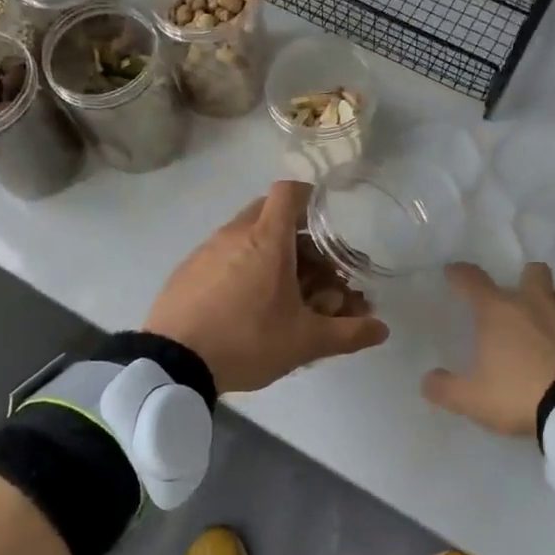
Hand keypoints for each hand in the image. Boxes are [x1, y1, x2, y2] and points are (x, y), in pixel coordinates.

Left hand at [145, 181, 389, 395]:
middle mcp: (236, 233)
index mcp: (267, 239)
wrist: (171, 362)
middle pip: (270, 213)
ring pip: (246, 235)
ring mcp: (207, 249)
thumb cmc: (246, 340)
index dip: (310, 197)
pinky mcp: (188, 269)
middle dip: (297, 234)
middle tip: (314, 267)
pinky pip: (224, 254)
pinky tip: (247, 304)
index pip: (289, 191)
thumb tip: (383, 329)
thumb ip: (347, 334)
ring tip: (284, 292)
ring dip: (270, 252)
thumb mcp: (304, 342)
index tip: (326, 218)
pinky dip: (242, 265)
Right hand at [422, 262, 554, 436]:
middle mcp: (534, 302)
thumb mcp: (474, 399)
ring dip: (553, 304)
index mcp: (498, 311)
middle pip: (532, 271)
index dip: (460, 274)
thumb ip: (446, 389)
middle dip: (525, 280)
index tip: (453, 272)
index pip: (472, 280)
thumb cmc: (520, 393)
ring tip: (548, 327)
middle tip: (518, 303)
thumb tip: (426, 381)